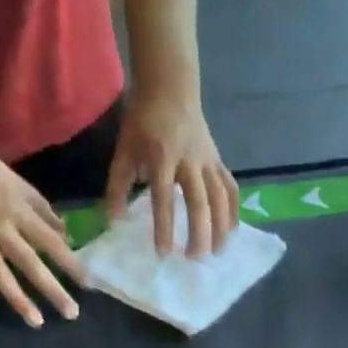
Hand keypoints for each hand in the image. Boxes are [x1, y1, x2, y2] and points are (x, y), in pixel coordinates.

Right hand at [0, 110, 85, 326]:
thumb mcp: (13, 178)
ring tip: (37, 322)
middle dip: (53, 290)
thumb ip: (39, 206)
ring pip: (1, 275)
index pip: (51, 241)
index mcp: (16, 208)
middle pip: (31, 264)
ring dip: (20, 300)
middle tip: (71, 313)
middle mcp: (0, 226)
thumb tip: (64, 232)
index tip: (87, 284)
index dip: (70, 263)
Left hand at [106, 91, 239, 256]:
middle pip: (199, 202)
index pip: (163, 197)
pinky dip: (233, 211)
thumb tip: (114, 219)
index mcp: (162, 158)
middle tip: (193, 258)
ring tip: (216, 252)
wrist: (170, 88)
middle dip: (198, 232)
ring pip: (220, 199)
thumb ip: (118, 185)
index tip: (163, 252)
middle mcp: (189, 161)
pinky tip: (231, 232)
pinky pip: (230, 189)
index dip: (164, 226)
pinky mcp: (219, 161)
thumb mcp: (124, 150)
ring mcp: (208, 161)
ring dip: (220, 228)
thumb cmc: (143, 122)